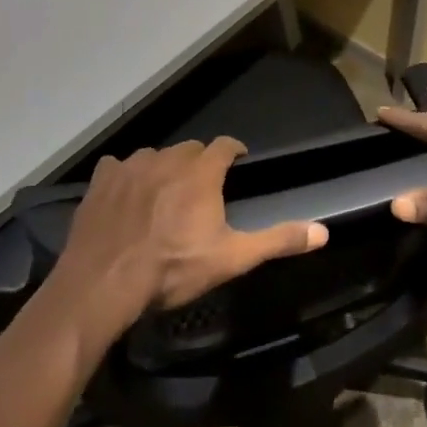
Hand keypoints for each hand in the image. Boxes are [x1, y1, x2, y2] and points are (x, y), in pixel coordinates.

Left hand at [54, 137, 328, 329]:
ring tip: (163, 193)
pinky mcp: (102, 179)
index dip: (233, 151)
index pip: (224, 145)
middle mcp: (168, 158)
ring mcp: (132, 166)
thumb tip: (323, 231)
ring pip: (155, 155)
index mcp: (201, 172)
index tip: (237, 160)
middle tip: (201, 187)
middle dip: (198, 162)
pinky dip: (125, 176)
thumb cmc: (173, 269)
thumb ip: (277, 240)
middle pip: (190, 149)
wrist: (105, 282)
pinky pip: (118, 166)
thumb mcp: (232, 259)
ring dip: (163, 168)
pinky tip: (125, 196)